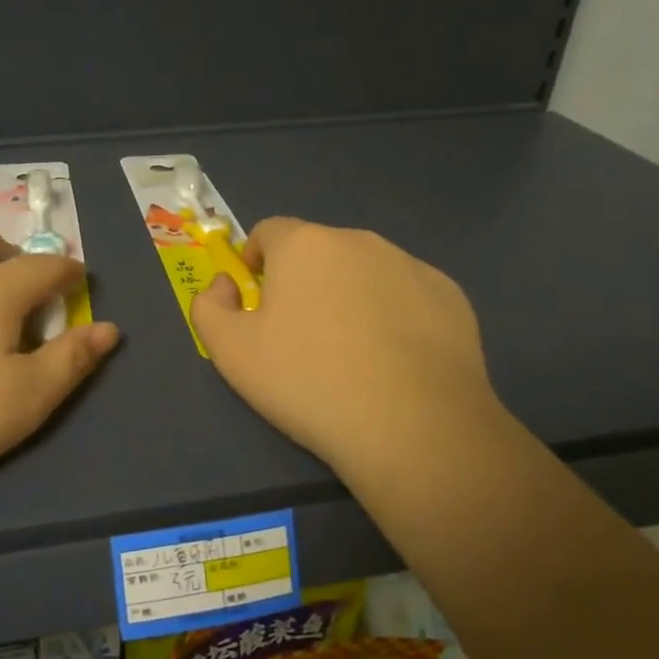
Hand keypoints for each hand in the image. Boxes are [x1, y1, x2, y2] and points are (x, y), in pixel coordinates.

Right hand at [190, 218, 505, 484]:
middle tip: (301, 337)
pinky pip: (406, 295)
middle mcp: (360, 240)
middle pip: (318, 251)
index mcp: (304, 245)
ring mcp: (411, 265)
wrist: (414, 427)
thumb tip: (225, 284)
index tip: (258, 302)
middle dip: (304, 281)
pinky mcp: (450, 296)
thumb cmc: (308, 381)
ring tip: (352, 354)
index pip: (269, 231)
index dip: (255, 261)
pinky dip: (394, 316)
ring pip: (364, 272)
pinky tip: (395, 362)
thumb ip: (209, 306)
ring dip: (349, 296)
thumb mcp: (229, 352)